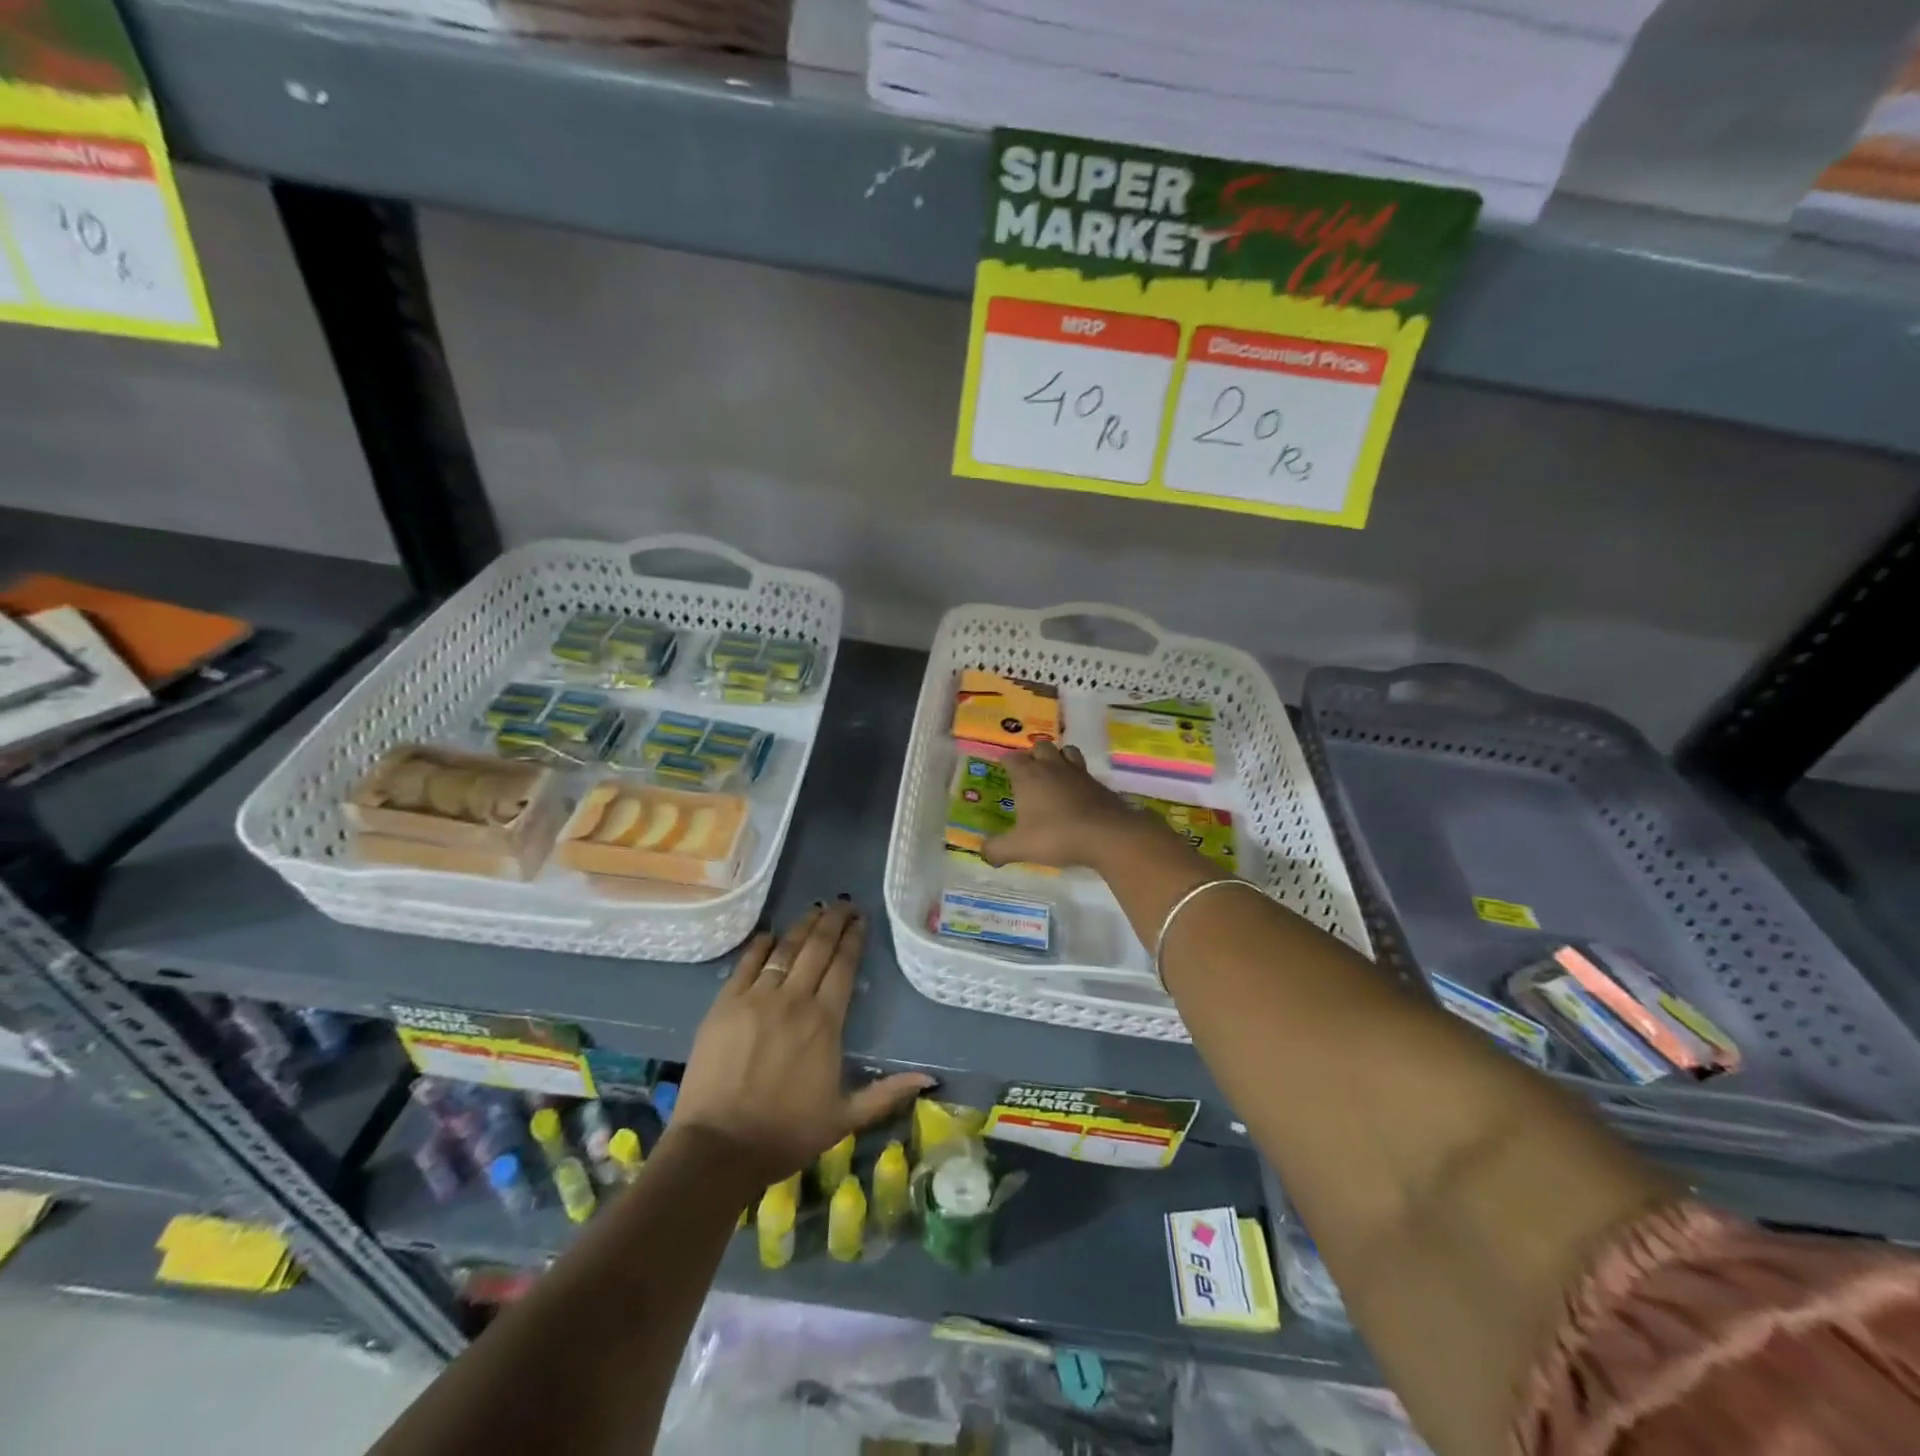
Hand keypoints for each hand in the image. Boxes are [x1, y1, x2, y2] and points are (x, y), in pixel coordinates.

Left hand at [672, 901, 932, 1186]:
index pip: (844, 966)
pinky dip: (762, 945)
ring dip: (802, 926)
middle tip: (844, 904)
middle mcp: (794, 1000)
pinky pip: (747, 963)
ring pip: (785, 949)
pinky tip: (772, 935)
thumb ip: (887, 1093)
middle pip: (817, 948)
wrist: (718, 1148)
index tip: (861, 920)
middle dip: (833, 921)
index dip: (854, 939)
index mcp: (825, 1022)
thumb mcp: (844, 1118)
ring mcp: (756, 998)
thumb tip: (930, 1078)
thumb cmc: (785, 1134)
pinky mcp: (725, 1004)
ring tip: (816, 910)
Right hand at [980, 742, 1144, 870]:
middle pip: (1041, 746)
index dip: (1006, 761)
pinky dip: (1077, 776)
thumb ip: (998, 849)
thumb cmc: (1056, 836)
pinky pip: (1084, 770)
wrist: (1107, 835)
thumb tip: (983, 852)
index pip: (1013, 759)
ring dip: (1058, 757)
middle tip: (1028, 771)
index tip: (1002, 766)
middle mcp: (1052, 767)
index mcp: (1029, 776)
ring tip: (1054, 773)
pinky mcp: (1098, 784)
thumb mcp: (1020, 847)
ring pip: (1066, 751)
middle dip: (1033, 754)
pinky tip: (1076, 793)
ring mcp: (1078, 773)